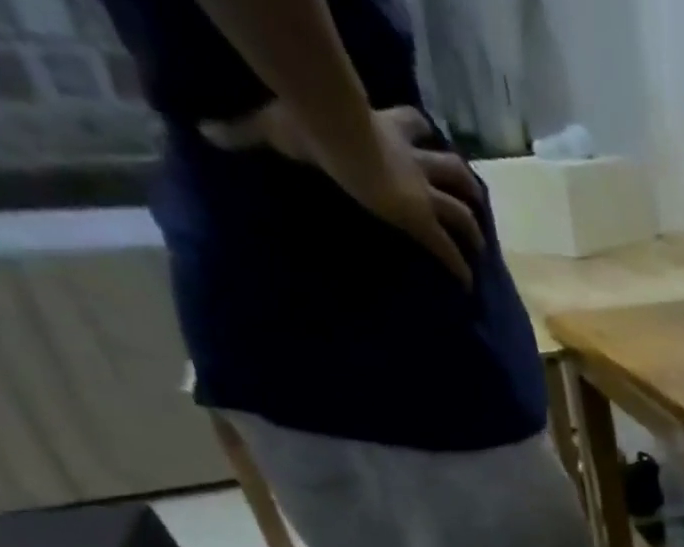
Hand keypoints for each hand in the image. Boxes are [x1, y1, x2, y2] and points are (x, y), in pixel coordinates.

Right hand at [202, 102, 483, 286]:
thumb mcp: (274, 124)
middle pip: (452, 168)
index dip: (422, 132)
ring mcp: (420, 192)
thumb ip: (244, 131)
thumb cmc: (307, 123)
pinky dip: (460, 269)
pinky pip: (448, 251)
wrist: (332, 132)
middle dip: (464, 184)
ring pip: (463, 210)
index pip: (412, 124)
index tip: (429, 138)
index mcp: (384, 129)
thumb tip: (204, 131)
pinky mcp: (420, 220)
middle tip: (472, 201)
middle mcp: (412, 161)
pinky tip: (468, 286)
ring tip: (480, 248)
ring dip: (474, 228)